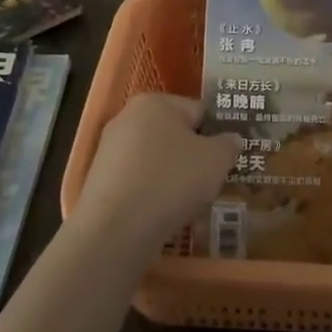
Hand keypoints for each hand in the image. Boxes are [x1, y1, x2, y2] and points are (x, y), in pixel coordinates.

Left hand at [74, 93, 241, 256]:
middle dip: (194, 157)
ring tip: (190, 205)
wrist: (116, 229)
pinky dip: (152, 195)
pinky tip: (164, 216)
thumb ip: (228, 145)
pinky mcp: (100, 182)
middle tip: (212, 182)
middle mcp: (127, 118)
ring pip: (156, 161)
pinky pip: (138, 183)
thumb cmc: (171, 180)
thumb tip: (232, 139)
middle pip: (174, 134)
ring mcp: (109, 150)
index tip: (229, 159)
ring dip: (174, 178)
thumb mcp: (215, 161)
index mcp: (155, 102)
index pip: (197, 110)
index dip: (217, 133)